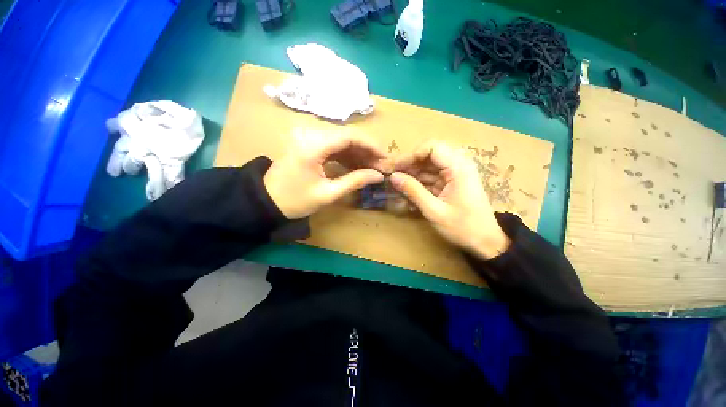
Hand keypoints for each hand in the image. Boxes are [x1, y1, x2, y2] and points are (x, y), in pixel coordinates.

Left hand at [264, 133, 387, 218]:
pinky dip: (348, 155)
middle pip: (348, 136)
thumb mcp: (328, 194)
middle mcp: (311, 135)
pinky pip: (334, 146)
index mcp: (313, 146)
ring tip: (373, 168)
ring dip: (359, 153)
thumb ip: (355, 181)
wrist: (266, 201)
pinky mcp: (309, 145)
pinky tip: (358, 166)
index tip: (386, 158)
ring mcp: (309, 138)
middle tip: (381, 166)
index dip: (371, 145)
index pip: (350, 136)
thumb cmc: (295, 200)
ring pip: (342, 140)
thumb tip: (378, 175)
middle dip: (367, 150)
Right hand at [390, 141, 510, 258]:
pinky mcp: (451, 182)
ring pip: (428, 166)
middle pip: (428, 155)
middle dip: (408, 164)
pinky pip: (431, 176)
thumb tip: (393, 177)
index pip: (432, 148)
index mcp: (459, 168)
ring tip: (394, 182)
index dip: (410, 155)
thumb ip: (413, 192)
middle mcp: (458, 165)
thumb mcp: (435, 211)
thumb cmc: (463, 228)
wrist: (485, 241)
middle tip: (390, 173)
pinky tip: (406, 189)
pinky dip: (418, 182)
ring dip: (411, 173)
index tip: (395, 167)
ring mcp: (455, 173)